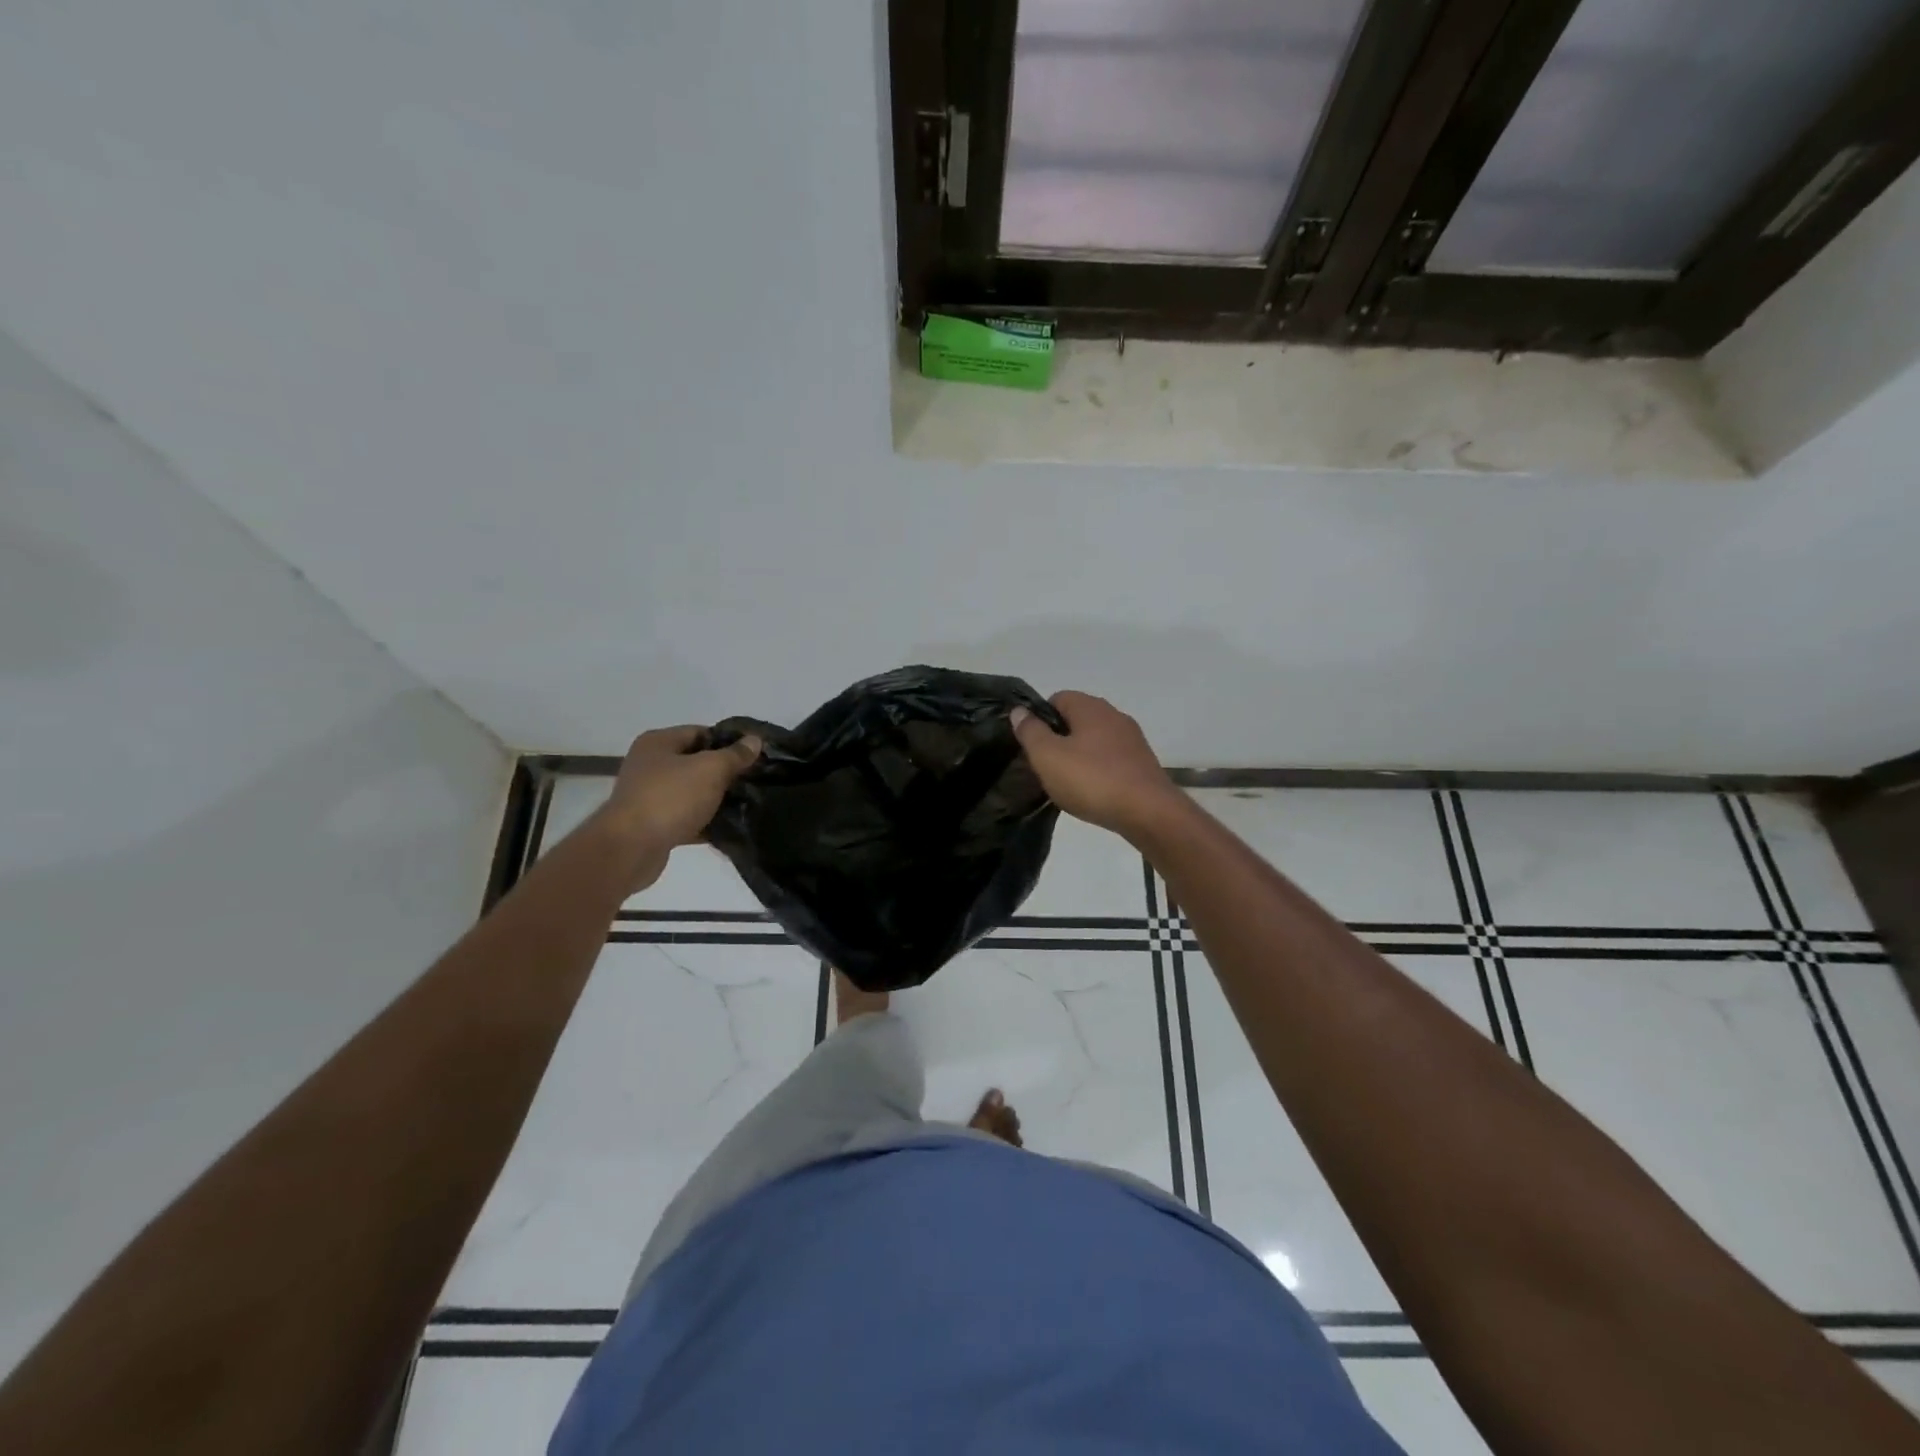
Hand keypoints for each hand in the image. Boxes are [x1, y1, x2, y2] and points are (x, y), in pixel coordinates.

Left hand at [592, 726, 760, 873]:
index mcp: (658, 743)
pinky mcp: (653, 825)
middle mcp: (649, 765)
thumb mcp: (710, 769)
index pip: (700, 732)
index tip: (754, 756)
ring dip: (716, 799)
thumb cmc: (670, 798)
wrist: (631, 848)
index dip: (729, 742)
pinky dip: (705, 823)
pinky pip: (686, 818)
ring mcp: (649, 796)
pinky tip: (729, 829)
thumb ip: (735, 755)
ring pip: (692, 792)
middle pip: (696, 763)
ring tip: (747, 805)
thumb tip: (755, 740)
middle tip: (754, 781)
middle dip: (725, 773)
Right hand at [1012, 692, 1183, 841]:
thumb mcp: (1048, 756)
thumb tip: (1019, 711)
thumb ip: (1030, 731)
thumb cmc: (1092, 780)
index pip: (1057, 698)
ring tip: (1067, 782)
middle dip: (1059, 738)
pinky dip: (1099, 770)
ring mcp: (1132, 739)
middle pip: (1077, 719)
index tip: (1031, 745)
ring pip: (1095, 740)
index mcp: (1090, 707)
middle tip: (1046, 766)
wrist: (1148, 812)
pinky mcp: (1143, 763)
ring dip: (1079, 756)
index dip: (1040, 718)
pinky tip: (1093, 792)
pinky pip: (1111, 759)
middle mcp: (1114, 715)